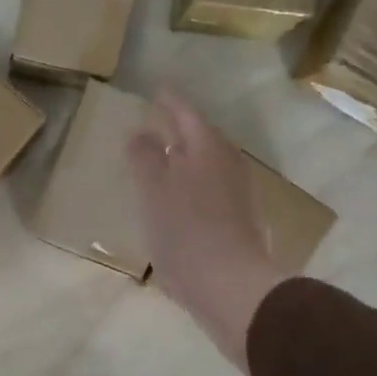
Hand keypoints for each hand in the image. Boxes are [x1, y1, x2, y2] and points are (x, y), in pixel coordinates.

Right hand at [127, 86, 288, 369]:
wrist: (231, 287)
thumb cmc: (186, 230)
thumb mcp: (153, 187)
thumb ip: (144, 155)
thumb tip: (141, 132)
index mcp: (206, 148)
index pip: (186, 113)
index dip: (170, 100)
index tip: (158, 88)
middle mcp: (225, 164)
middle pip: (200, 136)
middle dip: (180, 126)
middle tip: (159, 118)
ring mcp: (235, 195)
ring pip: (205, 163)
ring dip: (185, 156)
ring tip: (163, 155)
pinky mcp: (236, 222)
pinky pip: (208, 188)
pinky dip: (190, 183)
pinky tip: (177, 197)